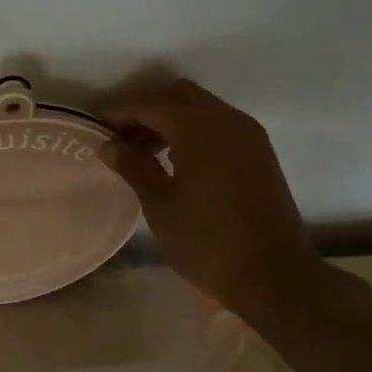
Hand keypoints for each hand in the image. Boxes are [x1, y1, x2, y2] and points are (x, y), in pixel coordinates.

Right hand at [100, 79, 328, 318]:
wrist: (274, 276)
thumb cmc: (208, 240)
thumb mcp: (160, 205)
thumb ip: (134, 166)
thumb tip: (110, 145)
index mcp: (198, 128)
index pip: (150, 104)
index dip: (120, 111)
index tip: (97, 126)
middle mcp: (227, 120)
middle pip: (179, 95)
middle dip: (149, 109)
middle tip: (125, 139)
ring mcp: (249, 135)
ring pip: (203, 108)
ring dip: (173, 120)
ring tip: (148, 153)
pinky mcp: (261, 154)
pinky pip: (221, 126)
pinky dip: (196, 132)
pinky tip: (180, 162)